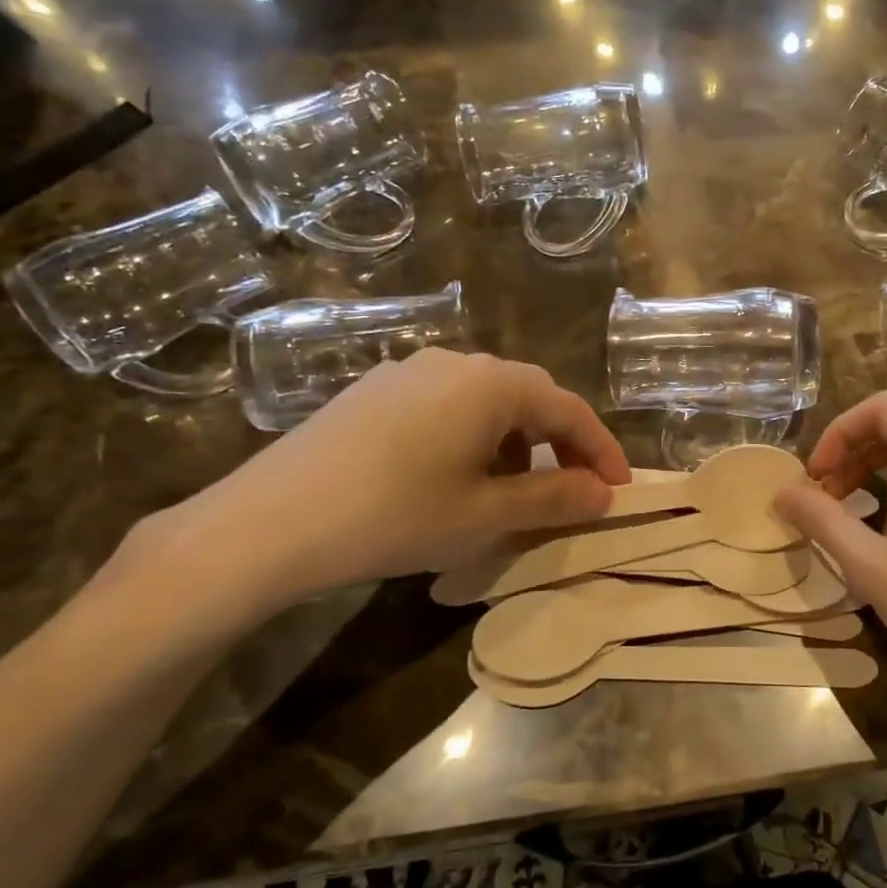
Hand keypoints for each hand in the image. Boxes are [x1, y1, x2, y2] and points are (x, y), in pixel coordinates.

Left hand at [147, 350, 629, 620]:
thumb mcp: (486, 515)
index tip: (620, 489)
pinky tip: (451, 479)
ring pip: (485, 403)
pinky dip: (471, 439)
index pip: (569, 409)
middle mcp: (455, 362)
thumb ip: (555, 499)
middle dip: (559, 446)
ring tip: (508, 493)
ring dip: (514, 444)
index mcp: (492, 384)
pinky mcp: (373, 391)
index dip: (601, 450)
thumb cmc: (394, 516)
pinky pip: (445, 407)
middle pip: (529, 398)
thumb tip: (604, 494)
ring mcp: (408, 372)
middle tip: (572, 491)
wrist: (265, 524)